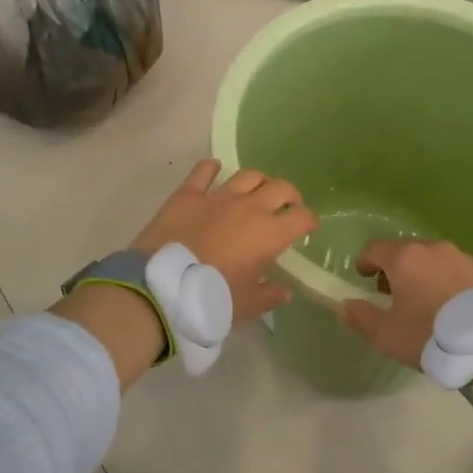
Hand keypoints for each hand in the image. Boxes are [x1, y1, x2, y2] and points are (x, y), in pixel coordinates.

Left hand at [132, 159, 317, 325]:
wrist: (163, 286)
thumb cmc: (212, 297)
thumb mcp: (247, 305)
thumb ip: (270, 295)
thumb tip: (284, 291)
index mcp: (270, 234)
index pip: (301, 218)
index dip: (309, 220)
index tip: (308, 227)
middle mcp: (250, 207)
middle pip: (280, 188)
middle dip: (290, 196)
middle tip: (289, 205)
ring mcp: (218, 196)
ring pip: (249, 175)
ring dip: (259, 181)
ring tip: (258, 190)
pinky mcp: (189, 194)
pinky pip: (204, 171)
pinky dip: (212, 167)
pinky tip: (215, 168)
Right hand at [339, 238, 472, 367]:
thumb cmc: (430, 336)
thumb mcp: (387, 335)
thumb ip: (361, 317)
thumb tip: (344, 305)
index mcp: (406, 258)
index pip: (376, 248)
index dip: (365, 261)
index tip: (363, 276)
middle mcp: (436, 249)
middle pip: (409, 251)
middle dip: (398, 268)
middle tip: (396, 293)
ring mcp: (468, 257)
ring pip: (440, 260)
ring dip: (429, 274)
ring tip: (431, 303)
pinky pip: (466, 273)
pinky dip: (457, 284)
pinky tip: (462, 309)